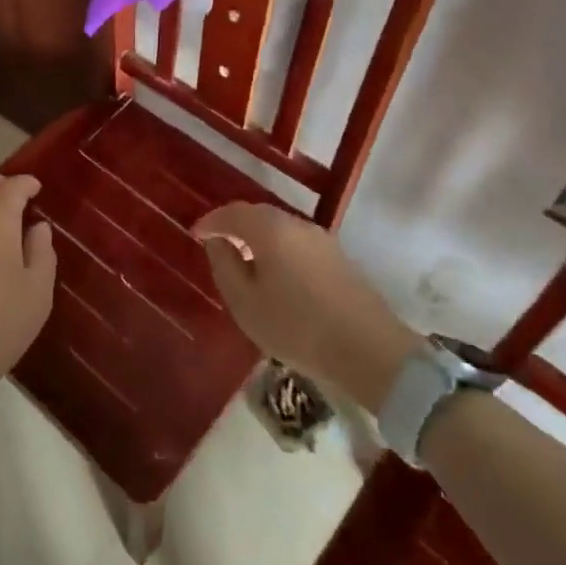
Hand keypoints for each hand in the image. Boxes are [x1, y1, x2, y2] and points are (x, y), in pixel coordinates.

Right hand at [195, 202, 419, 408]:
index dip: (210, 221)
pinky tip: (275, 273)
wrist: (370, 351)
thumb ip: (225, 266)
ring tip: (244, 260)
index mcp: (270, 230)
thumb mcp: (245, 303)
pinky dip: (278, 249)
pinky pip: (297, 242)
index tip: (195, 233)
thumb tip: (218, 242)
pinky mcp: (339, 258)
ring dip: (257, 237)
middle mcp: (296, 224)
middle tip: (217, 243)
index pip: (232, 213)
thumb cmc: (297, 327)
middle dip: (234, 225)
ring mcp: (322, 239)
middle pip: (258, 215)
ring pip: (280, 228)